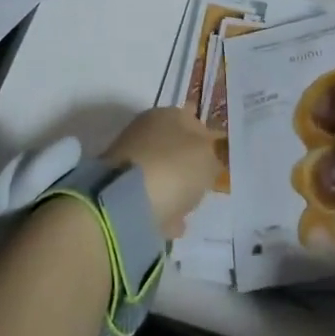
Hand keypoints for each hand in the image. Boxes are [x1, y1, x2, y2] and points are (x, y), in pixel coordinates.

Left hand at [104, 108, 219, 238]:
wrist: (126, 201)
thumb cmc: (175, 168)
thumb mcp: (209, 159)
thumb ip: (213, 156)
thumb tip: (209, 159)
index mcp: (168, 114)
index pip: (192, 118)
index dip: (206, 137)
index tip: (216, 157)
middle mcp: (145, 130)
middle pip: (174, 145)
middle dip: (187, 163)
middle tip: (203, 182)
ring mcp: (129, 158)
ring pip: (161, 170)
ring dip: (173, 186)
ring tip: (188, 206)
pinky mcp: (119, 187)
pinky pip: (148, 195)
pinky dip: (160, 206)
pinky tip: (172, 221)